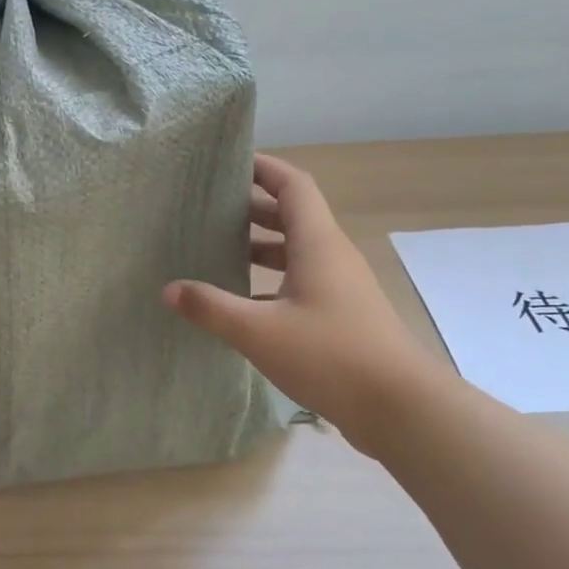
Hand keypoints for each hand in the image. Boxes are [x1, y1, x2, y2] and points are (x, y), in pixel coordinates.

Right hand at [163, 154, 442, 455]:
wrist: (398, 406)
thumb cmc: (329, 355)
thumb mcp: (258, 331)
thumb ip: (211, 307)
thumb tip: (170, 289)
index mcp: (318, 244)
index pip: (293, 186)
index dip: (264, 168)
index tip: (230, 162)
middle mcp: (331, 257)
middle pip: (292, 216)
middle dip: (253, 207)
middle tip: (209, 208)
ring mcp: (339, 288)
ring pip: (295, 252)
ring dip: (260, 246)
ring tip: (217, 249)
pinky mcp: (340, 316)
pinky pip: (299, 283)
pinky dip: (269, 281)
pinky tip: (241, 302)